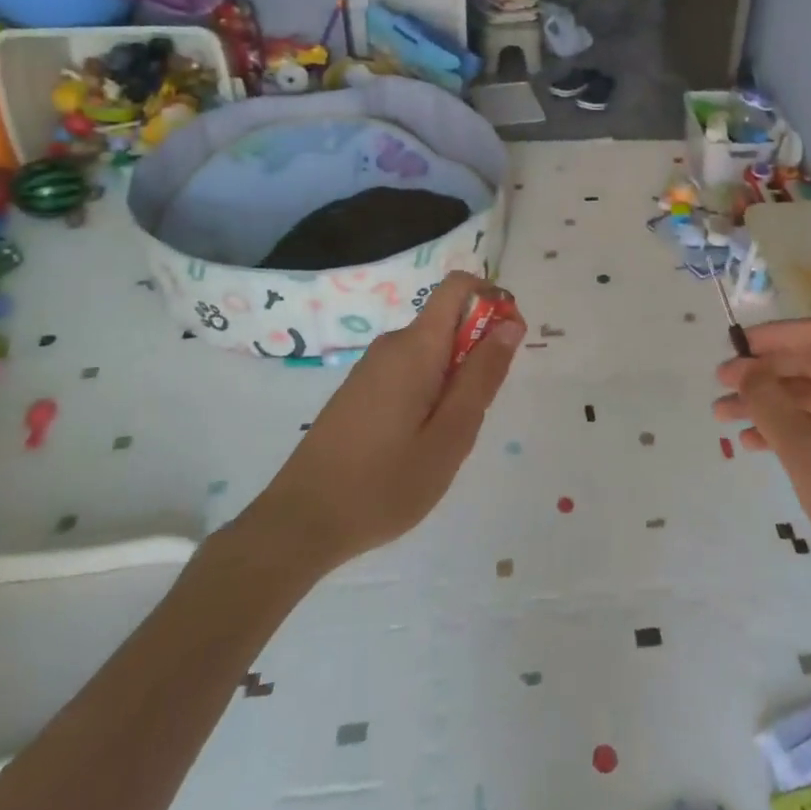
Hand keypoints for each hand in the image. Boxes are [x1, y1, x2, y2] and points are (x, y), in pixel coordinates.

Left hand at [244, 272, 524, 575]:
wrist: (300, 523)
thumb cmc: (385, 483)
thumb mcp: (451, 435)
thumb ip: (482, 376)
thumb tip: (509, 324)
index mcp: (416, 347)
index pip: (458, 287)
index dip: (491, 300)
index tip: (508, 344)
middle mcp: (392, 345)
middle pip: (448, 321)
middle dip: (476, 353)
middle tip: (474, 415)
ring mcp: (371, 368)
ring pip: (431, 351)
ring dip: (454, 378)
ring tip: (444, 438)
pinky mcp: (359, 390)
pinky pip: (410, 371)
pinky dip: (429, 392)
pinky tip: (416, 444)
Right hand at [715, 318, 810, 615]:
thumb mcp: (807, 452)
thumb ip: (768, 402)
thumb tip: (743, 368)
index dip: (770, 337)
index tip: (730, 348)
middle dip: (765, 375)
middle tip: (720, 387)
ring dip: (773, 403)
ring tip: (725, 416)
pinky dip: (796, 426)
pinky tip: (757, 442)